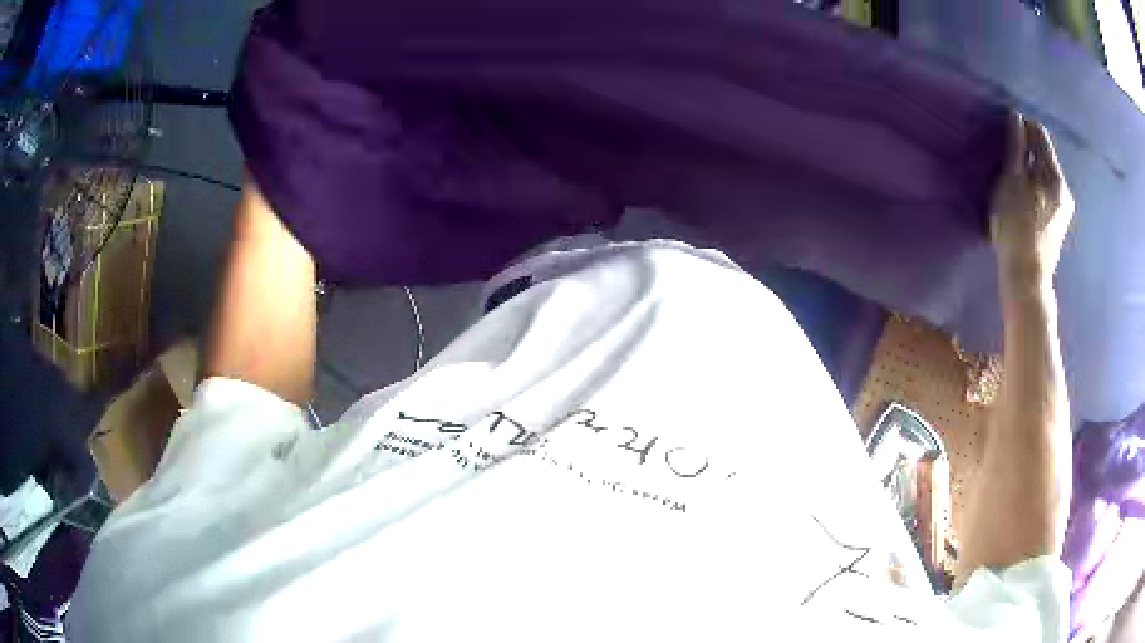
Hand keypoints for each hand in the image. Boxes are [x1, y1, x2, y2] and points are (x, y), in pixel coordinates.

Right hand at [990, 112, 1074, 291]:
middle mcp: (1064, 188)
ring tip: (1013, 179)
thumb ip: (1015, 147)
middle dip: (1027, 150)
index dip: (1023, 126)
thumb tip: (1016, 116)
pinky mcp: (1058, 223)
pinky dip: (1035, 186)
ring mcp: (1063, 208)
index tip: (1006, 132)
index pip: (1040, 134)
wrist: (1026, 279)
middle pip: (1044, 155)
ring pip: (1045, 174)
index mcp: (1054, 176)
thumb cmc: (1016, 228)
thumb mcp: (1011, 181)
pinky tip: (1023, 198)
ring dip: (1030, 169)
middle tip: (1008, 157)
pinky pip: (1046, 191)